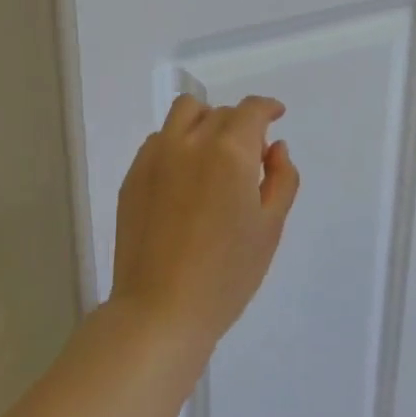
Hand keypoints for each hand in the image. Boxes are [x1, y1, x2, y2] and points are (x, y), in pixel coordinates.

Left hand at [109, 94, 300, 351]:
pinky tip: (185, 178)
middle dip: (240, 124)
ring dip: (205, 122)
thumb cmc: (227, 274)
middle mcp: (190, 141)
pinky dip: (178, 143)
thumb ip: (281, 179)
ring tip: (213, 155)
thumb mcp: (270, 228)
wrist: (161, 309)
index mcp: (230, 152)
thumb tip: (275, 148)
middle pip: (220, 112)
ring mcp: (156, 155)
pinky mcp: (133, 174)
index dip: (267, 107)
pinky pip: (159, 139)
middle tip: (249, 158)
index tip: (276, 115)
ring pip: (184, 113)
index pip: (251, 110)